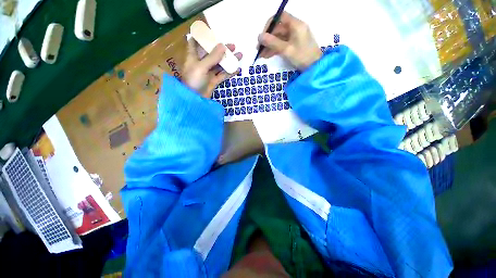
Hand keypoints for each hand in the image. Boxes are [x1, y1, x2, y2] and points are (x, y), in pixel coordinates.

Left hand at [183, 39, 241, 97]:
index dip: (201, 37)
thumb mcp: (201, 67)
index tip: (211, 32)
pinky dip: (230, 72)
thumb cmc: (194, 81)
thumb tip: (223, 45)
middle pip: (212, 53)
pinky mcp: (214, 81)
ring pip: (220, 64)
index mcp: (193, 56)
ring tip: (239, 55)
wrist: (195, 99)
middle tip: (233, 46)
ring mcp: (208, 73)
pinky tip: (237, 68)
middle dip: (222, 49)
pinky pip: (223, 75)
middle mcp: (201, 63)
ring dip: (229, 60)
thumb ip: (212, 57)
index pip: (195, 42)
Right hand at [258, 12, 321, 70]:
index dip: (269, 25)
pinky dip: (275, 49)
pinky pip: (282, 44)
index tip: (262, 36)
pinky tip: (267, 56)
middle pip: (278, 29)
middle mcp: (295, 28)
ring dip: (270, 46)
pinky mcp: (294, 45)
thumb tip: (259, 36)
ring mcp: (294, 37)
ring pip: (279, 38)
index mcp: (295, 25)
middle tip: (259, 49)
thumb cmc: (302, 57)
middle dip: (268, 39)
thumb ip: (273, 42)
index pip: (280, 17)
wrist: (314, 67)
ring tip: (261, 55)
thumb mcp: (286, 50)